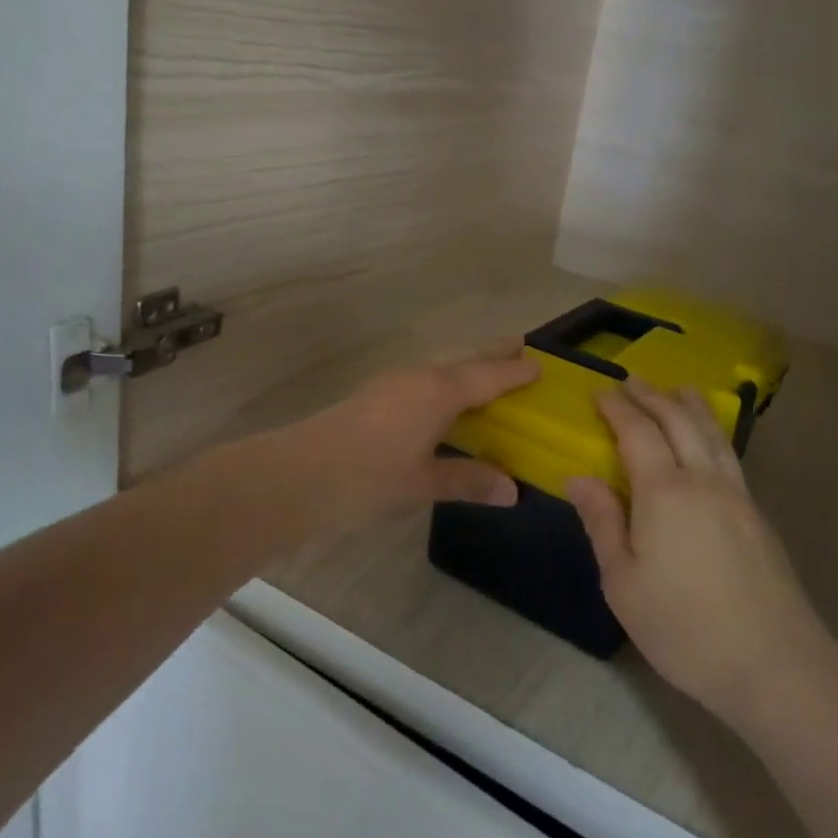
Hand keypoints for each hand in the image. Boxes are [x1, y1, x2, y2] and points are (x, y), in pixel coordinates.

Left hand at [252, 346, 539, 541]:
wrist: (298, 475)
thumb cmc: (368, 478)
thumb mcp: (423, 483)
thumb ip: (468, 480)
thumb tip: (511, 490)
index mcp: (437, 391)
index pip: (487, 375)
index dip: (514, 372)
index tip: (539, 365)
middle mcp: (418, 377)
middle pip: (464, 359)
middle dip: (492, 354)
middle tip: (519, 348)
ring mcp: (392, 383)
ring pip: (441, 367)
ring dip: (467, 367)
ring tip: (488, 375)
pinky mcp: (374, 395)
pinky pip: (423, 379)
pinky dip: (445, 383)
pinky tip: (443, 403)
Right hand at [568, 379, 829, 725]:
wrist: (775, 665)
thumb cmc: (684, 626)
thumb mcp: (623, 582)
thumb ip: (602, 523)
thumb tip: (579, 478)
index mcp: (664, 491)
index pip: (637, 432)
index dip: (617, 408)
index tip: (600, 391)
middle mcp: (703, 480)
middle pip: (678, 421)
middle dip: (653, 395)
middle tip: (632, 380)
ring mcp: (737, 496)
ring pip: (712, 433)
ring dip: (690, 406)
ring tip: (678, 389)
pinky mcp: (758, 517)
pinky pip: (729, 455)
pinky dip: (712, 432)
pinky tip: (709, 441)